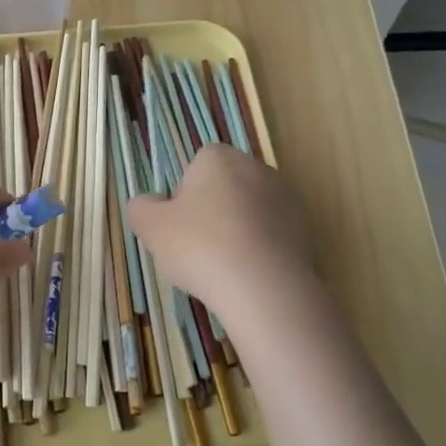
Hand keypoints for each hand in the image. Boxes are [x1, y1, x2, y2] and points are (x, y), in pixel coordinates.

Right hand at [124, 144, 317, 318]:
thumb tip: (146, 203)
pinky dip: (258, 249)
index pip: (197, 163)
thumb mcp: (151, 227)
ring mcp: (286, 199)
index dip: (184, 192)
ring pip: (249, 211)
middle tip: (196, 245)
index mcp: (219, 158)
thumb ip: (141, 208)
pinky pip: (270, 235)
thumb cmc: (200, 246)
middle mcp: (257, 168)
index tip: (179, 222)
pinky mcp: (304, 229)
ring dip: (236, 230)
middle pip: (225, 186)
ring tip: (223, 266)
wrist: (264, 287)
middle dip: (211, 210)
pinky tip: (247, 275)